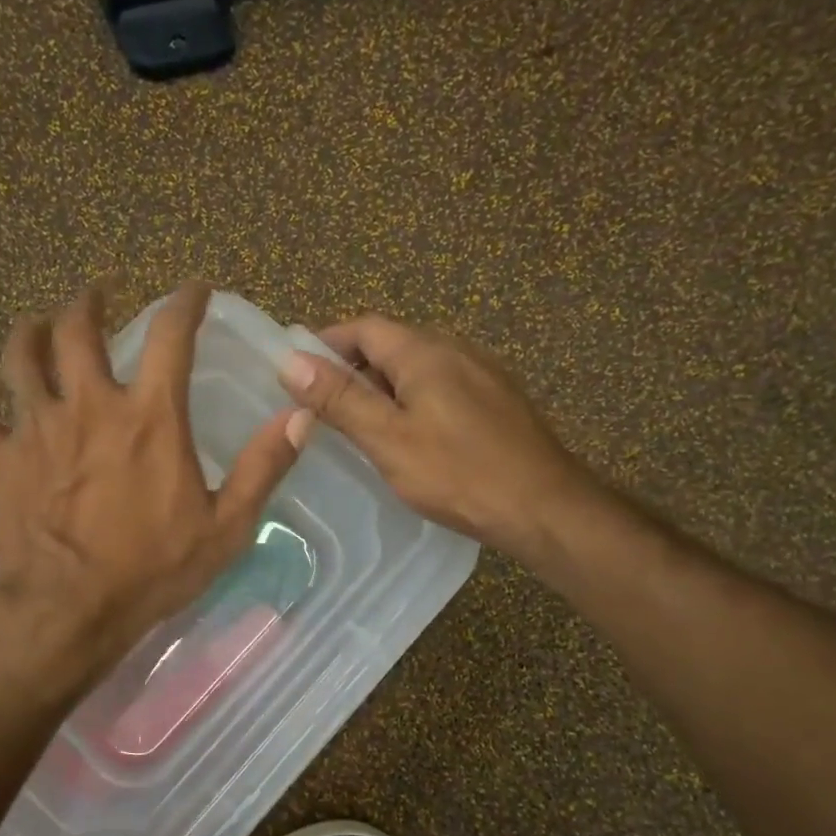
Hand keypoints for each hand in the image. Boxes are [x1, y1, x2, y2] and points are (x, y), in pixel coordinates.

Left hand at [0, 278, 313, 684]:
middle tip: (97, 294)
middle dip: (89, 301)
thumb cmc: (150, 573)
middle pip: (77, 327)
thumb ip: (262, 467)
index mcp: (149, 417)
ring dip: (30, 330)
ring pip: (20, 355)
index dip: (185, 302)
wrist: (66, 613)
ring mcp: (34, 427)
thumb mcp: (225, 528)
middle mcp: (89, 405)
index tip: (193, 290)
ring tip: (38, 325)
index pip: (170, 335)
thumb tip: (301, 414)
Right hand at [278, 315, 601, 558]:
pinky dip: (413, 401)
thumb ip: (340, 399)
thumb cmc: (459, 473)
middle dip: (352, 367)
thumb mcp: (388, 439)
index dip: (326, 343)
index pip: (364, 327)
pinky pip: (443, 387)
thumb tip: (290, 360)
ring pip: (419, 368)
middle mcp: (457, 350)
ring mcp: (483, 375)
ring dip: (383, 386)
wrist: (545, 508)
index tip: (297, 371)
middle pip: (392, 344)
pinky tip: (409, 438)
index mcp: (425, 352)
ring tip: (359, 426)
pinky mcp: (498, 402)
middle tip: (322, 406)